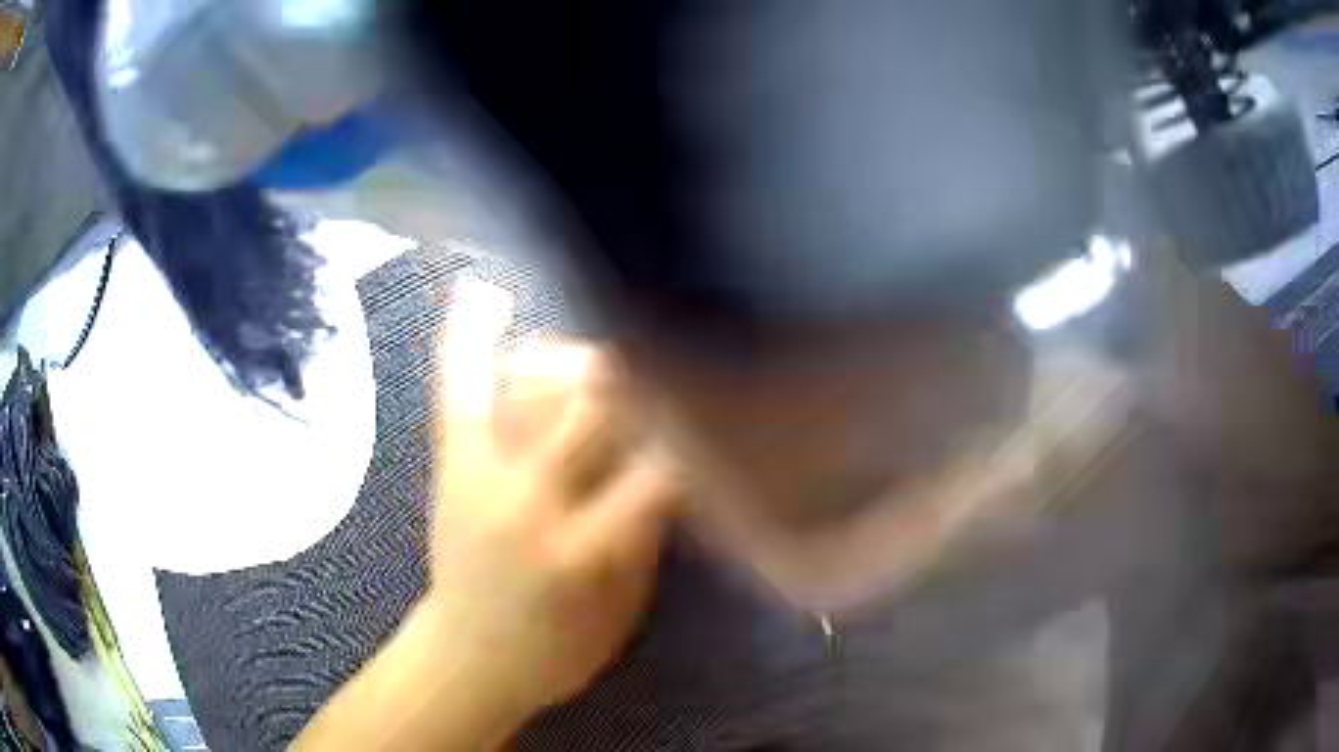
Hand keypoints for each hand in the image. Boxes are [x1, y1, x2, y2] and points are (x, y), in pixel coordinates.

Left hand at [424, 280, 679, 715]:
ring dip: (578, 353)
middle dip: (647, 368)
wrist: (470, 658)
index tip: (737, 394)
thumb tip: (677, 450)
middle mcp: (534, 501)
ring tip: (606, 349)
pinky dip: (469, 334)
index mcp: (589, 551)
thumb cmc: (562, 646)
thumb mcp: (628, 601)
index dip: (704, 425)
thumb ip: (649, 523)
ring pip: (534, 378)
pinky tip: (487, 290)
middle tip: (679, 355)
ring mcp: (483, 474)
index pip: (662, 467)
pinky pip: (456, 385)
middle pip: (598, 402)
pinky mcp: (450, 463)